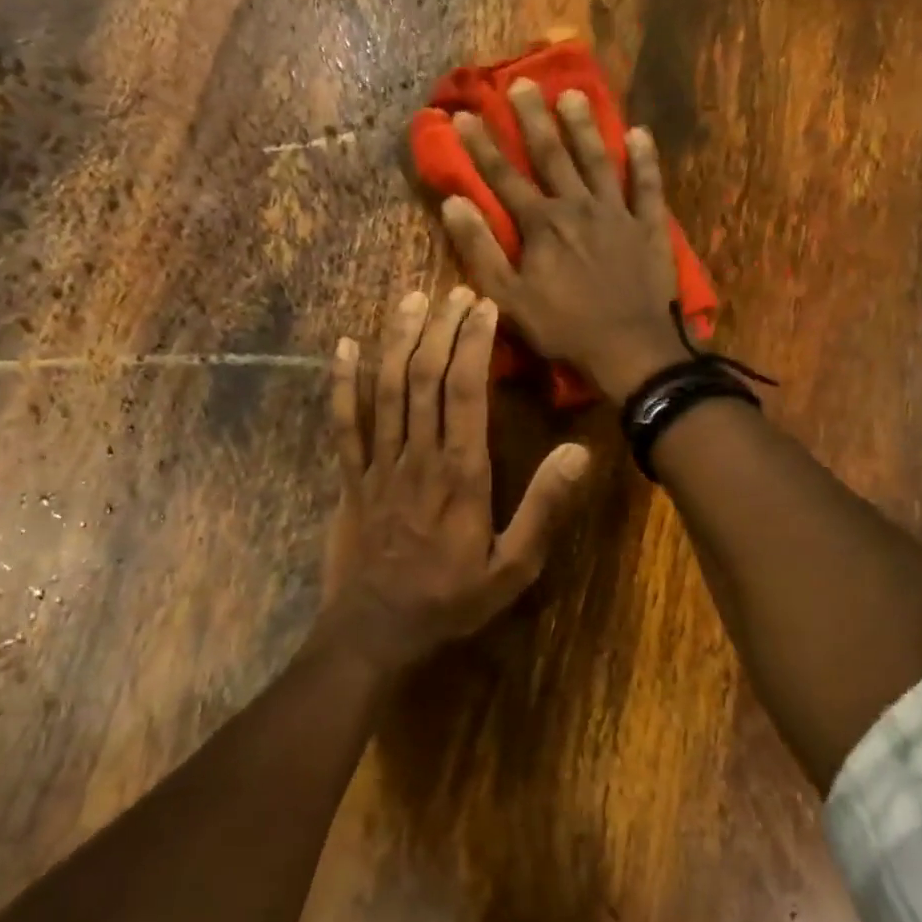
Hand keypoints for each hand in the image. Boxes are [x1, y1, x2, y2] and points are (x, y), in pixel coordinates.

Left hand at [320, 287, 589, 674]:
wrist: (376, 630)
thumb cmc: (451, 600)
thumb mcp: (513, 567)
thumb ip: (544, 508)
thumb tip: (579, 451)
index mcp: (461, 474)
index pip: (467, 392)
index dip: (475, 344)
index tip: (484, 307)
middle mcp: (418, 457)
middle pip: (425, 378)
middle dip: (441, 329)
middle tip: (454, 290)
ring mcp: (378, 464)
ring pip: (385, 389)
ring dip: (398, 341)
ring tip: (412, 300)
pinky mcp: (351, 478)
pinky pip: (344, 423)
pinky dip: (342, 383)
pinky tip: (344, 347)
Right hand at [441, 79, 685, 401]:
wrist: (628, 346)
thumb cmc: (562, 327)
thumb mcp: (507, 297)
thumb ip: (480, 249)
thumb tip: (454, 203)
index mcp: (541, 224)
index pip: (504, 177)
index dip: (481, 145)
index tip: (463, 114)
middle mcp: (578, 206)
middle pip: (552, 154)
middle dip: (532, 118)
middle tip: (521, 82)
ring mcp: (618, 213)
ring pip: (598, 160)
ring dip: (584, 126)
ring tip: (572, 94)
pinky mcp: (649, 227)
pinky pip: (648, 186)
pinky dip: (644, 159)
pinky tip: (639, 133)